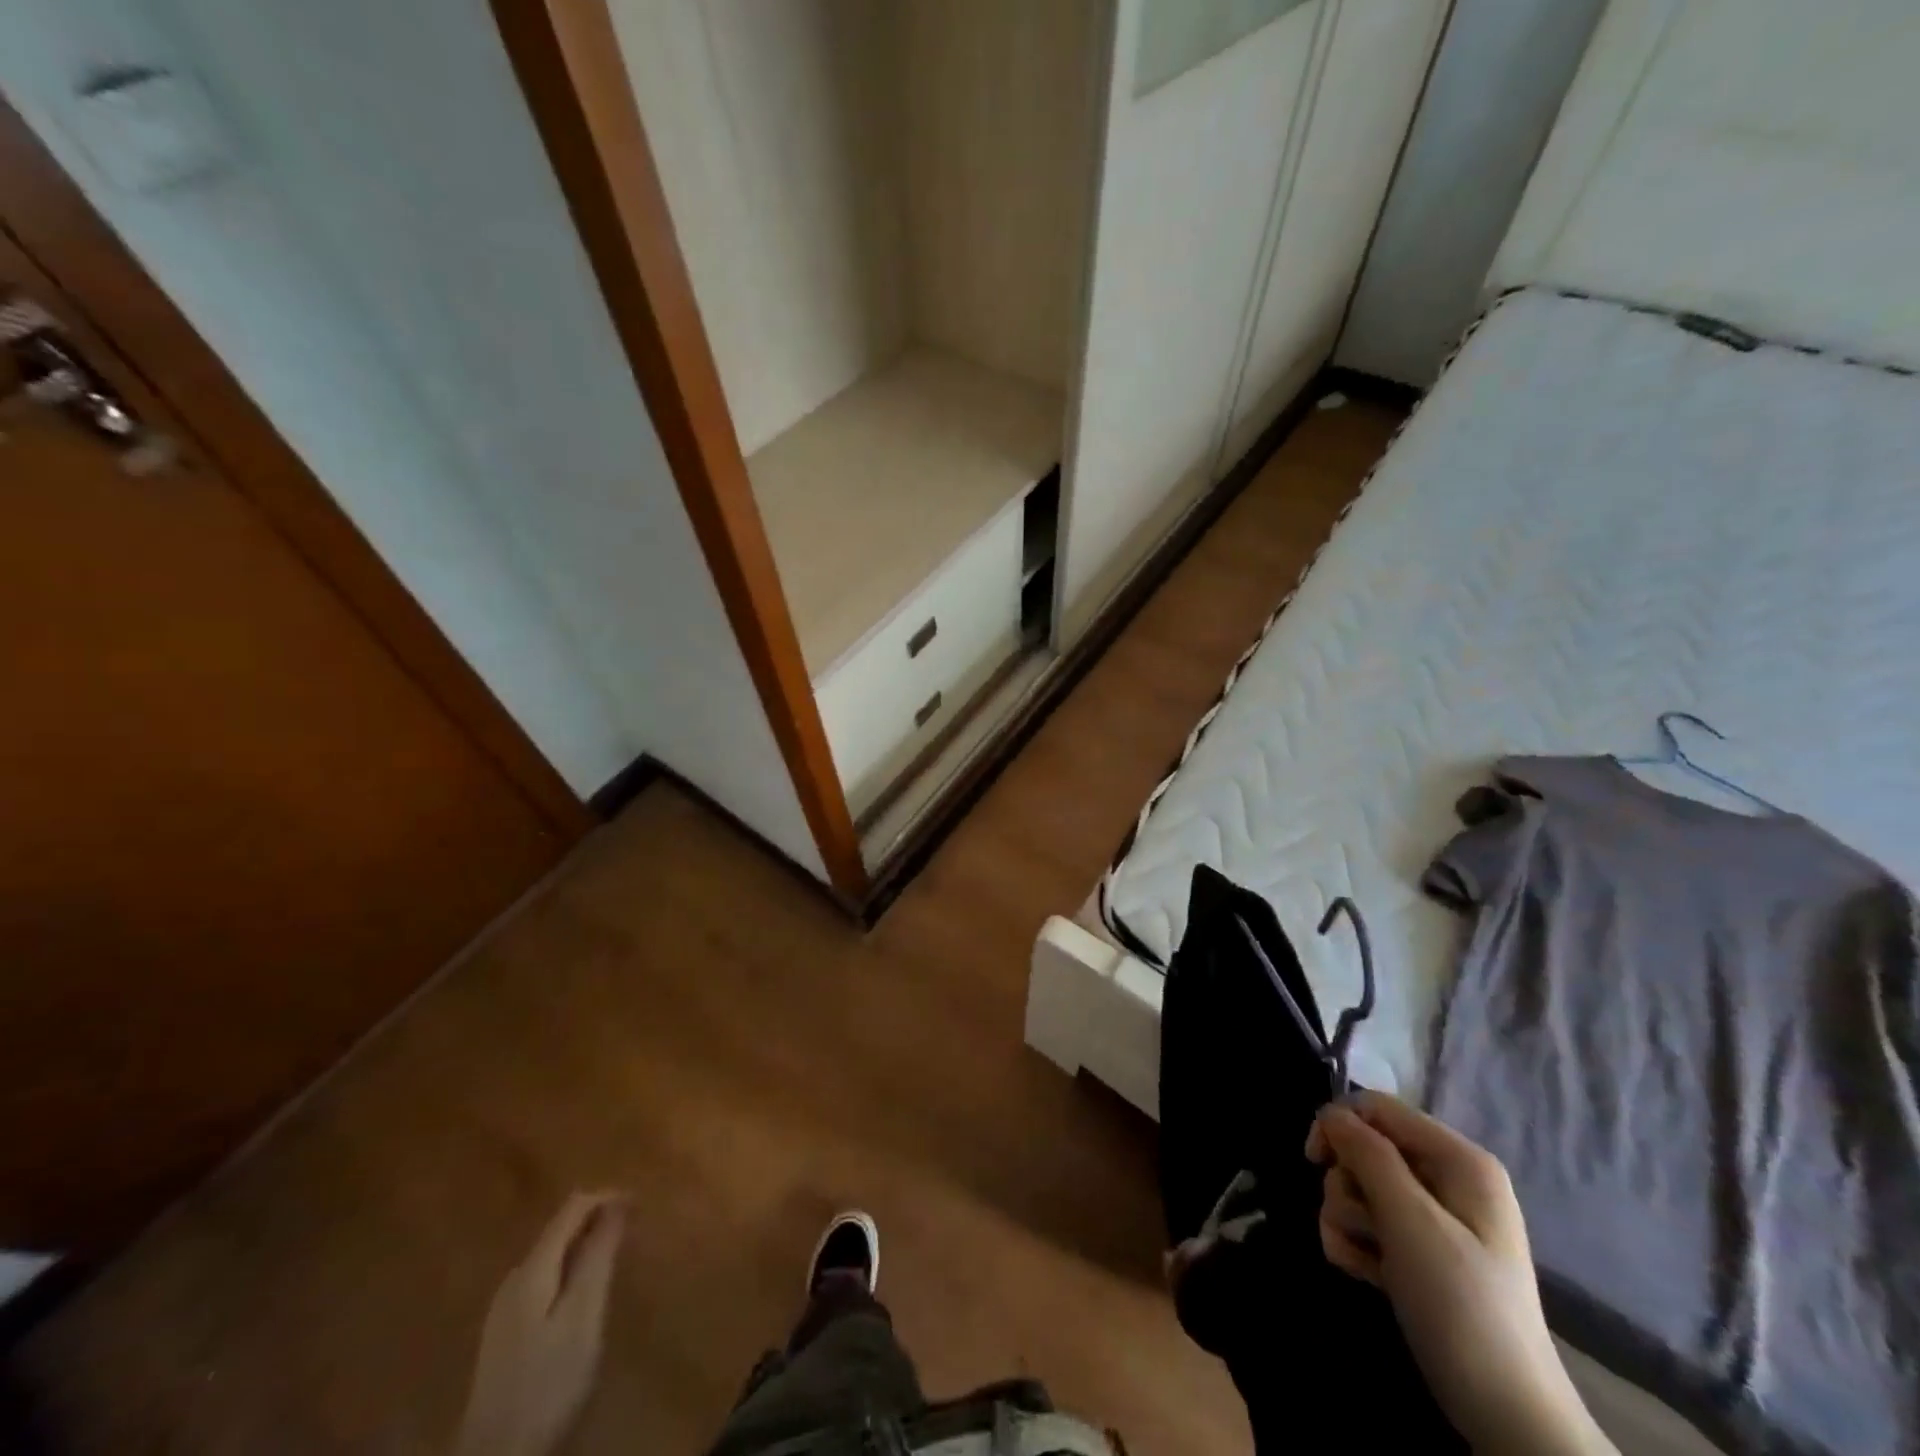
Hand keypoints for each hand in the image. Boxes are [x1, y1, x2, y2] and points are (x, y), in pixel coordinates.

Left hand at [456, 1192, 628, 1455]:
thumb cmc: (549, 1380)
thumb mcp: (584, 1314)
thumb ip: (598, 1255)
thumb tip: (617, 1201)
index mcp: (532, 1268)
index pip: (573, 1207)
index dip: (608, 1196)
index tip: (641, 1203)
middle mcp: (514, 1278)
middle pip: (559, 1229)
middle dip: (597, 1220)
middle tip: (633, 1229)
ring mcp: (504, 1307)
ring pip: (552, 1255)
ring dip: (585, 1245)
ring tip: (615, 1255)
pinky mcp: (505, 1332)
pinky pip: (545, 1279)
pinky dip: (571, 1269)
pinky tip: (584, 1292)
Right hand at [1307, 1094, 1613, 1455]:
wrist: (1505, 1415)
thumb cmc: (1460, 1305)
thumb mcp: (1410, 1221)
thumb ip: (1368, 1155)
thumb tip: (1331, 1114)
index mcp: (1458, 1159)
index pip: (1377, 1108)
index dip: (1339, 1125)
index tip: (1313, 1161)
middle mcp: (1445, 1179)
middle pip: (1362, 1148)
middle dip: (1346, 1186)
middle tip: (1362, 1227)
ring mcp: (1432, 1217)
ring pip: (1356, 1187)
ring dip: (1345, 1220)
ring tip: (1363, 1259)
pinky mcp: (1417, 1250)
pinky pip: (1366, 1222)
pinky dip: (1354, 1243)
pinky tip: (1364, 1273)